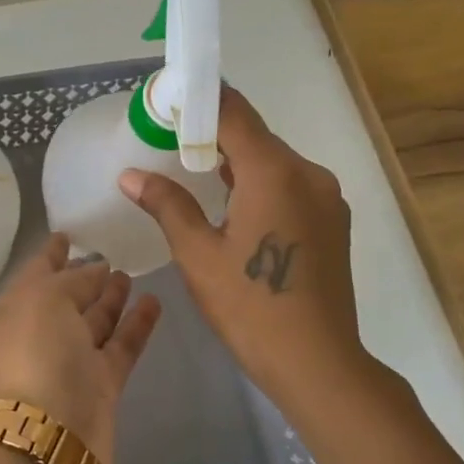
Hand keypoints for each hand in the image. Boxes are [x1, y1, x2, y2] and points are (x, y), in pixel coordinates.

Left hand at [0, 233, 161, 463]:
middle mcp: (41, 333)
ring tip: (132, 273)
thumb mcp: (46, 299)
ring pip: (94, 322)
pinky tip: (154, 302)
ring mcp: (71, 361)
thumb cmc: (37, 354)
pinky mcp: (101, 384)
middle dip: (85, 277)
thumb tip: (96, 270)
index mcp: (16, 309)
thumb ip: (74, 279)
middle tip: (111, 255)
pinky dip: (136, 325)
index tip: (67, 234)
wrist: (49, 437)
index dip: (50, 253)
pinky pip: (121, 345)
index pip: (35, 272)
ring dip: (111, 299)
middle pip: (67, 298)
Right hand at [119, 87, 363, 400]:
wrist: (318, 363)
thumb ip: (167, 204)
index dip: (199, 100)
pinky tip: (234, 206)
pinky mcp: (333, 221)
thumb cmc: (250, 307)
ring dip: (236, 161)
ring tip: (194, 171)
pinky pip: (290, 185)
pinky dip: (260, 184)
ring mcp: (327, 197)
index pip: (233, 113)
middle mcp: (308, 173)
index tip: (167, 101)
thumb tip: (130, 175)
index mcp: (274, 172)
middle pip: (255, 136)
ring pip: (274, 162)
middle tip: (169, 139)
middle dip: (212, 133)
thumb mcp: (198, 254)